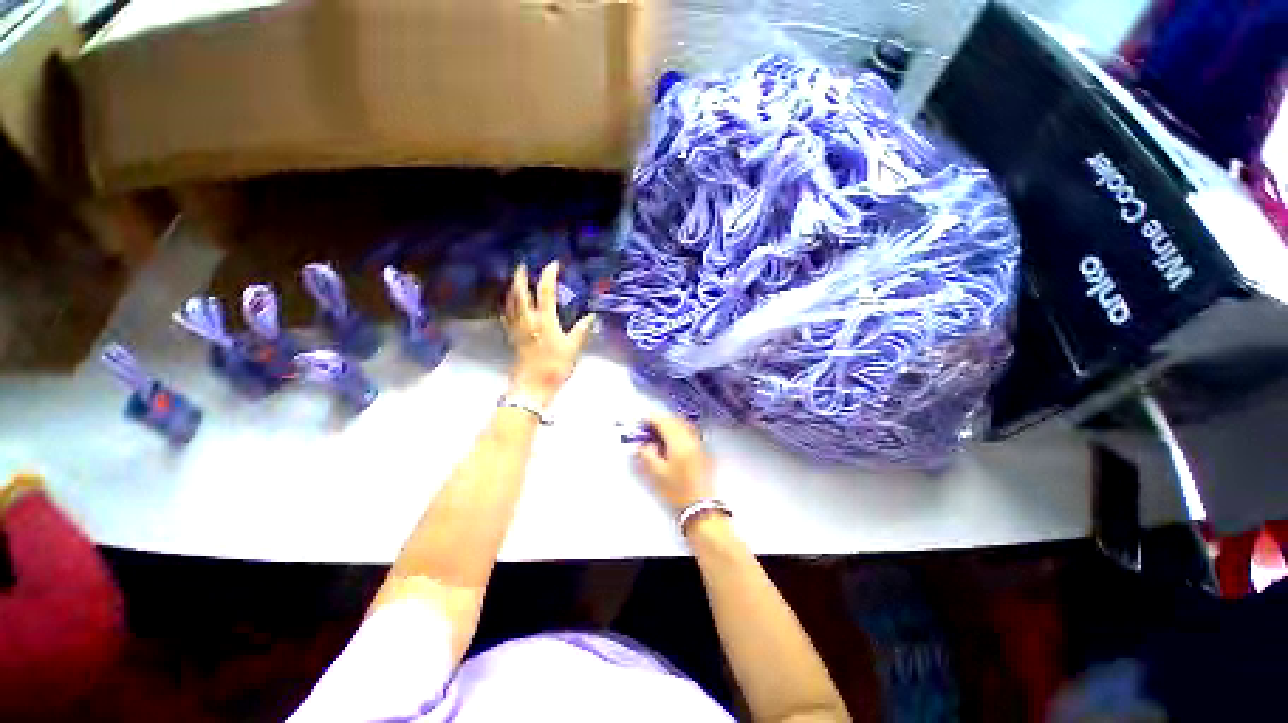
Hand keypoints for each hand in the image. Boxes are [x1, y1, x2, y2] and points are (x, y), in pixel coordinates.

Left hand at [503, 262, 594, 406]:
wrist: (532, 387)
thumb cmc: (555, 367)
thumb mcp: (573, 348)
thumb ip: (581, 330)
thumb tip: (591, 316)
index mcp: (544, 320)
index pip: (545, 292)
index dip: (549, 275)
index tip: (554, 264)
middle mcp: (528, 320)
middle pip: (520, 293)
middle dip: (521, 277)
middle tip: (523, 265)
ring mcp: (517, 329)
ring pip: (511, 303)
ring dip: (513, 289)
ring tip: (516, 281)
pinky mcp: (512, 338)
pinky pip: (507, 317)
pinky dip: (508, 307)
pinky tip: (509, 306)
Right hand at [636, 415, 714, 514]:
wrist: (701, 506)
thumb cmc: (677, 490)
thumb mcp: (657, 474)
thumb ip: (647, 454)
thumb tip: (645, 444)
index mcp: (678, 442)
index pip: (663, 422)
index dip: (651, 419)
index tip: (641, 422)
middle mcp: (690, 438)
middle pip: (674, 420)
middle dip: (660, 420)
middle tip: (648, 427)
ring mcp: (699, 443)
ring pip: (683, 424)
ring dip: (670, 424)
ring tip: (659, 432)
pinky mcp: (703, 450)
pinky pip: (689, 432)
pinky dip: (679, 430)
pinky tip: (672, 440)